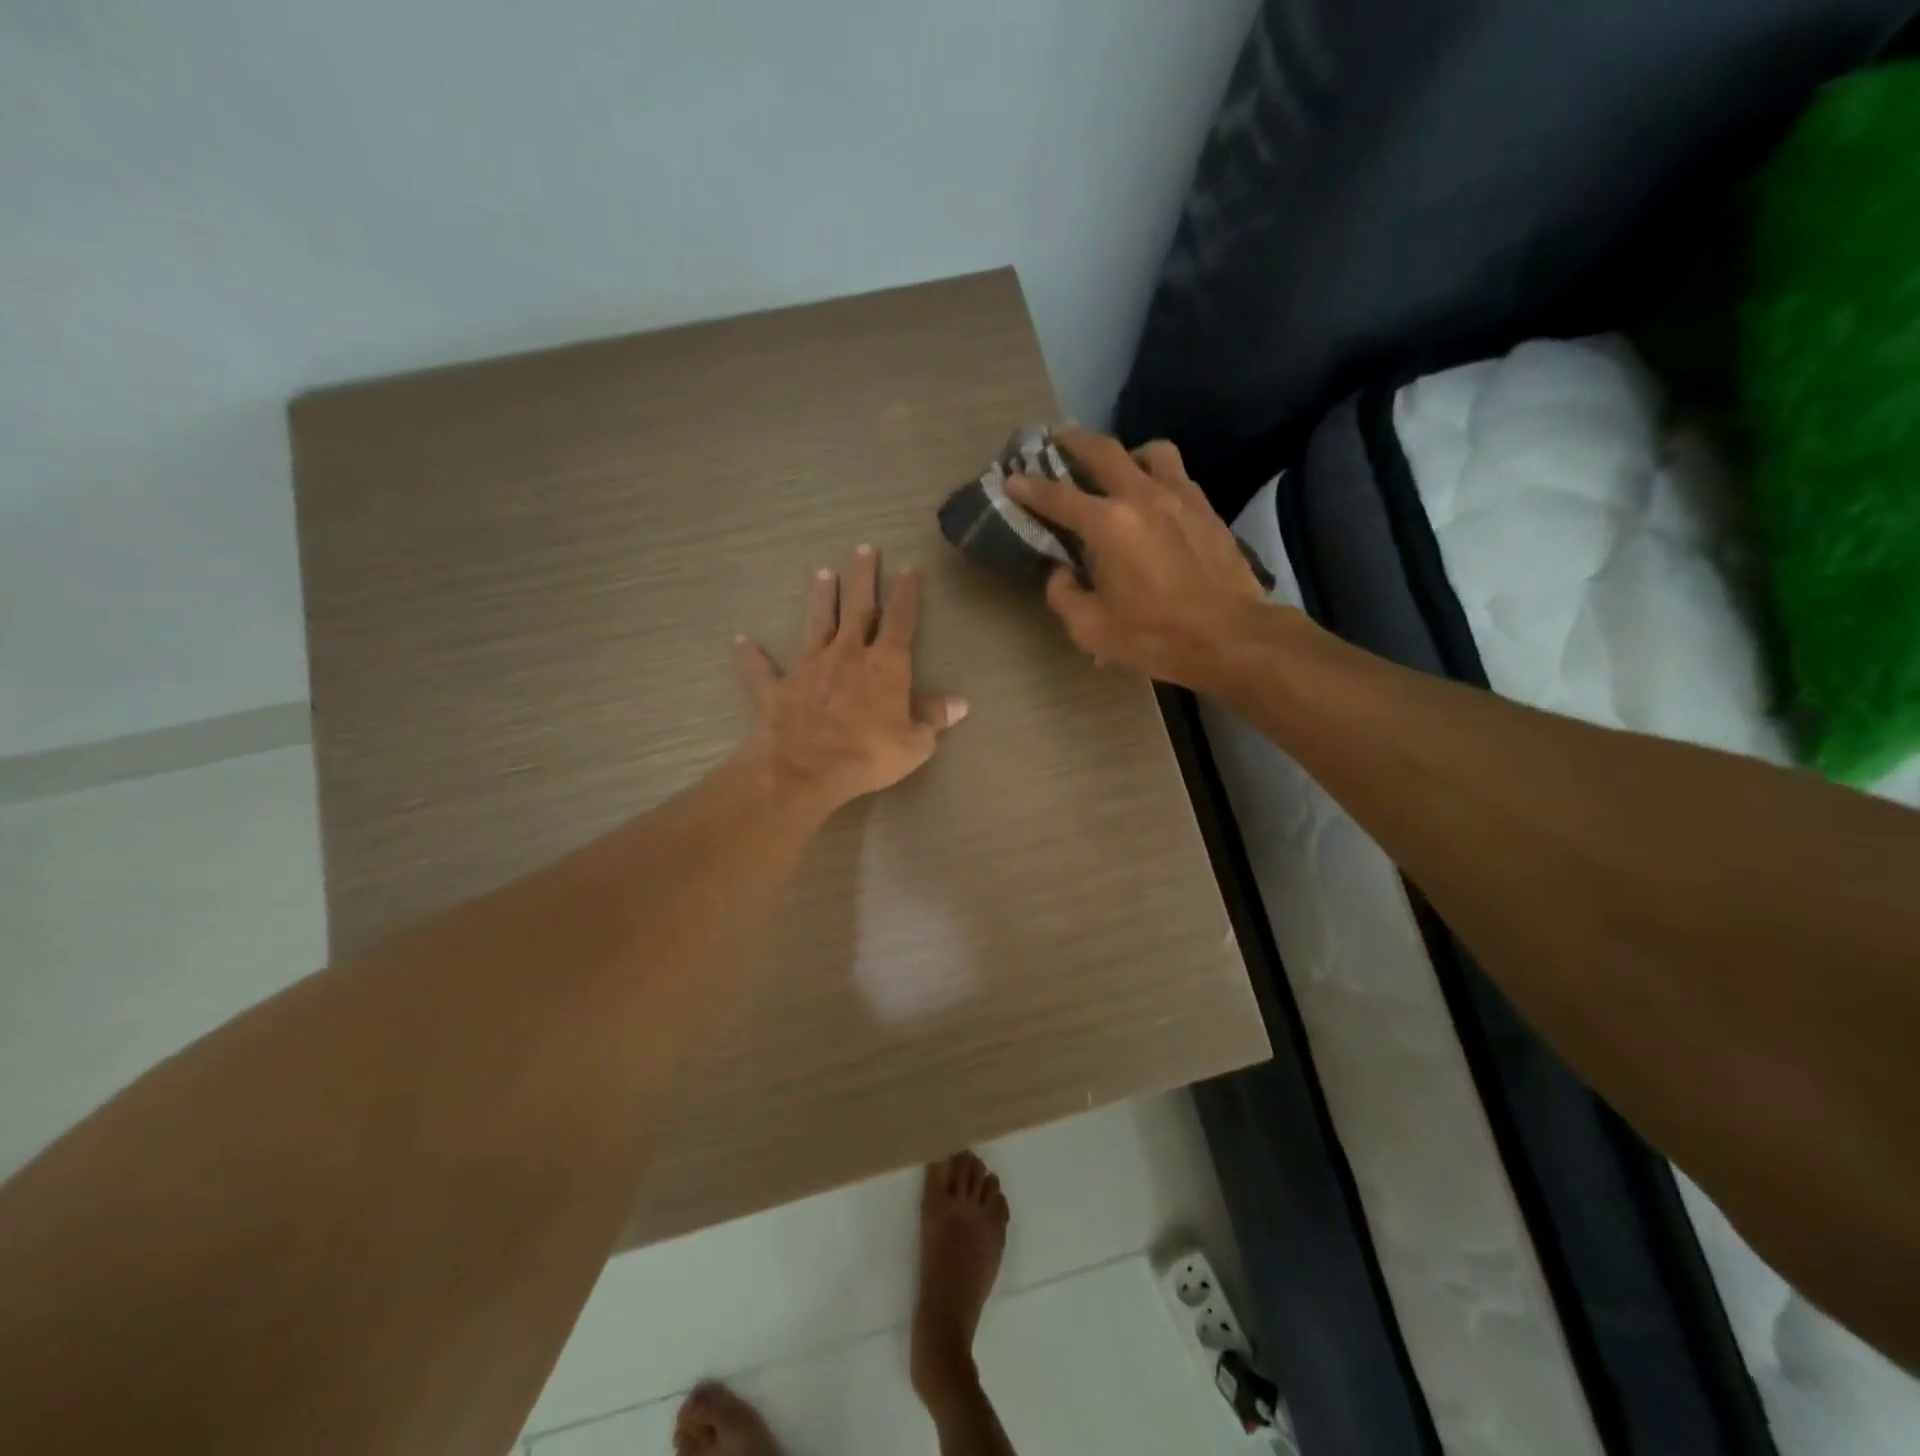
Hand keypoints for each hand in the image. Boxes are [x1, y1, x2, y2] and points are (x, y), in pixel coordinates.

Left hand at [735, 544, 967, 818]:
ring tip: (821, 573)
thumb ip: (934, 718)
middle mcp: (847, 655)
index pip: (901, 620)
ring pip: (816, 624)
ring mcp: (809, 668)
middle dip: (862, 577)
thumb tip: (959, 702)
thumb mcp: (915, 743)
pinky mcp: (777, 688)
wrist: (805, 769)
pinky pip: (762, 669)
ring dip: (820, 599)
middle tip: (864, 548)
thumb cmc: (868, 755)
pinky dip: (751, 656)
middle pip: (858, 608)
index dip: (906, 594)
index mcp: (885, 665)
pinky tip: (741, 642)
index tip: (908, 569)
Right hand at [1005, 427, 1268, 688]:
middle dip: (1073, 441)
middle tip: (1057, 438)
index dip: (1029, 488)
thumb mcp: (1091, 628)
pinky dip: (1158, 475)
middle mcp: (1142, 496)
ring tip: (1117, 469)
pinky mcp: (1207, 509)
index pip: (1057, 496)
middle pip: (1103, 451)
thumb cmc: (1155, 636)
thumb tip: (1061, 572)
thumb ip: (1064, 594)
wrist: (1231, 637)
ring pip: (1150, 452)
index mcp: (1108, 524)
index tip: (1012, 479)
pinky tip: (1154, 497)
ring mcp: (1180, 497)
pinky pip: (1178, 474)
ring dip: (1126, 453)